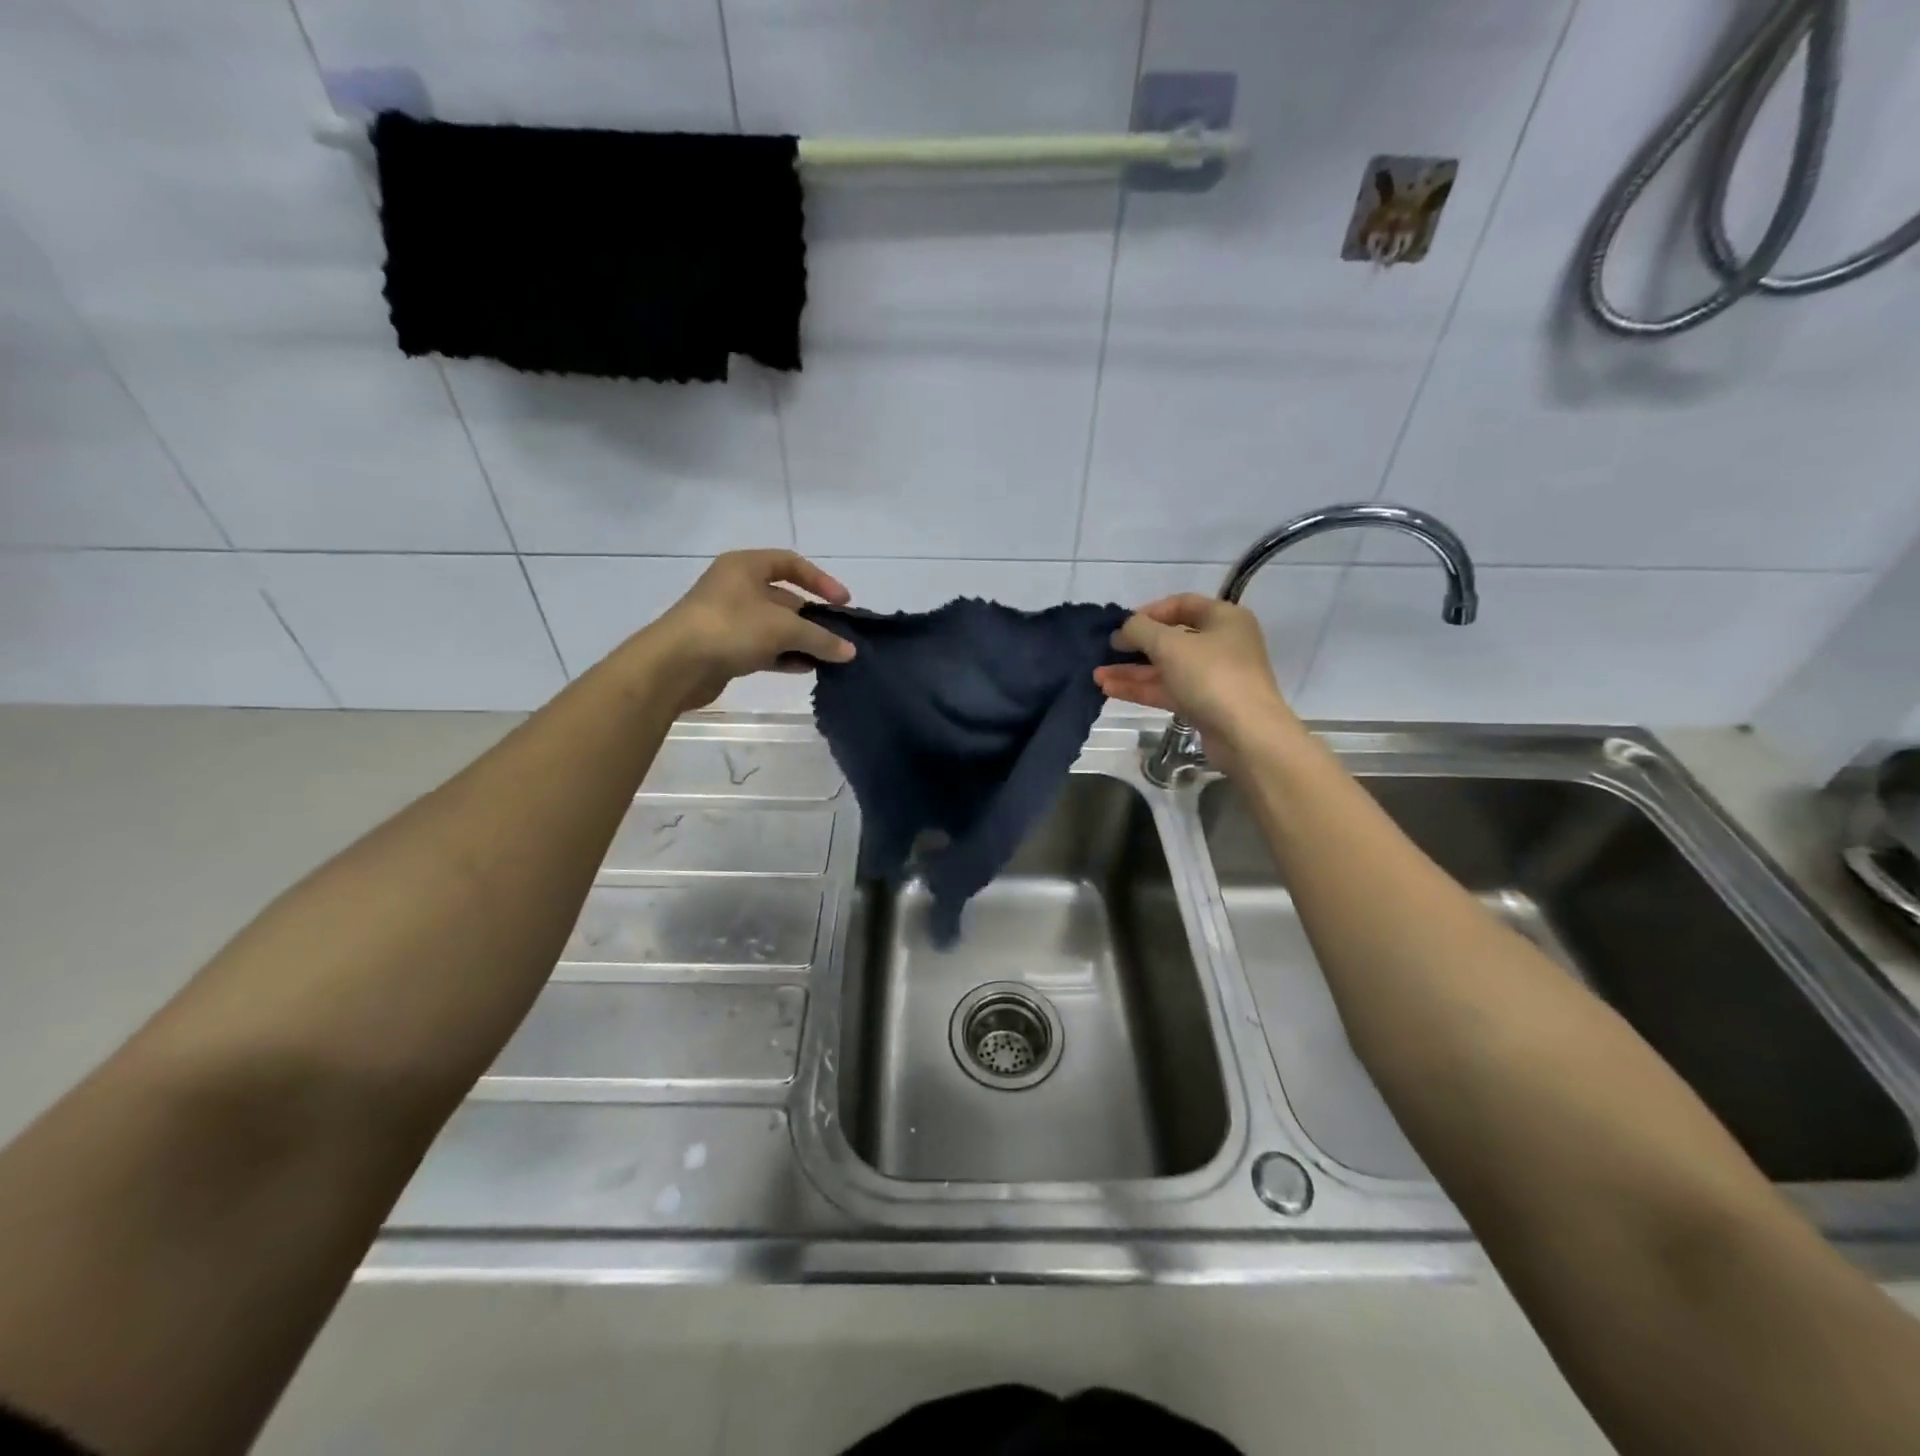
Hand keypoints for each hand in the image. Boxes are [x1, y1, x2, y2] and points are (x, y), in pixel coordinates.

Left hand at [643, 550, 855, 712]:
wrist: (676, 665)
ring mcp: (729, 618)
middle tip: (838, 636)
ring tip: (827, 657)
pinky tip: (805, 668)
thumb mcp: (784, 628)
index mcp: (745, 566)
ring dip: (801, 640)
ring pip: (774, 626)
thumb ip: (821, 638)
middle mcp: (736, 587)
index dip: (820, 580)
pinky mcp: (725, 647)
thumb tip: (850, 651)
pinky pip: (763, 647)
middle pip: (784, 598)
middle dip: (812, 617)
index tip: (843, 603)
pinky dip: (784, 656)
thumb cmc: (731, 628)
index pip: (791, 563)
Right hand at [1094, 594, 1300, 766]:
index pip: (1181, 604)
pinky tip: (1110, 690)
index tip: (1121, 625)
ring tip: (1097, 675)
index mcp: (1223, 618)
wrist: (1246, 734)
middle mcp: (1221, 643)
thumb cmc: (1211, 676)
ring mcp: (1213, 677)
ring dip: (1132, 671)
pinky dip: (1141, 689)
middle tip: (1104, 652)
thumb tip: (1123, 629)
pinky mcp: (1203, 704)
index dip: (1148, 612)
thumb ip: (1139, 630)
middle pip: (1171, 639)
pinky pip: (1168, 690)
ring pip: (1165, 668)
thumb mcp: (1169, 644)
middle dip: (1134, 646)